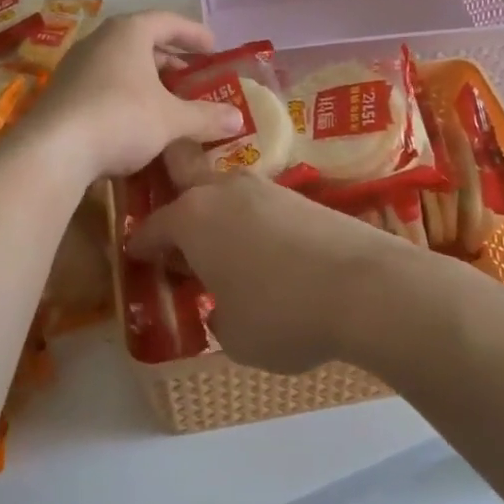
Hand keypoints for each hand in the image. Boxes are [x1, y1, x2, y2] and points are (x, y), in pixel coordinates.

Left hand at [26, 12, 246, 182]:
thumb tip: (238, 119)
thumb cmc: (121, 118)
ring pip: (120, 65)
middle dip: (170, 60)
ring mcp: (75, 66)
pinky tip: (136, 121)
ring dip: (146, 80)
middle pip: (142, 42)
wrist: (53, 150)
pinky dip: (125, 95)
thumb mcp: (171, 119)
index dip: (194, 34)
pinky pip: (103, 85)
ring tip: (167, 100)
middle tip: (192, 78)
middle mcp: (100, 40)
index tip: (213, 49)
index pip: (168, 22)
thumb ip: (205, 116)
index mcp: (128, 32)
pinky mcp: (62, 93)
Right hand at [127, 176, 420, 373]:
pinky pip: (259, 203)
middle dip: (171, 181)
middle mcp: (222, 190)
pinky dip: (251, 221)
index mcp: (192, 219)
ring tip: (223, 247)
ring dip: (216, 209)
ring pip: (225, 187)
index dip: (141, 246)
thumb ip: (217, 318)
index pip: (152, 227)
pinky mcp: (300, 195)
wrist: (366, 287)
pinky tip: (264, 250)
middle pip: (184, 166)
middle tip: (172, 216)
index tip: (137, 258)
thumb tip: (221, 308)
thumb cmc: (282, 316)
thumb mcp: (235, 337)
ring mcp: (264, 187)